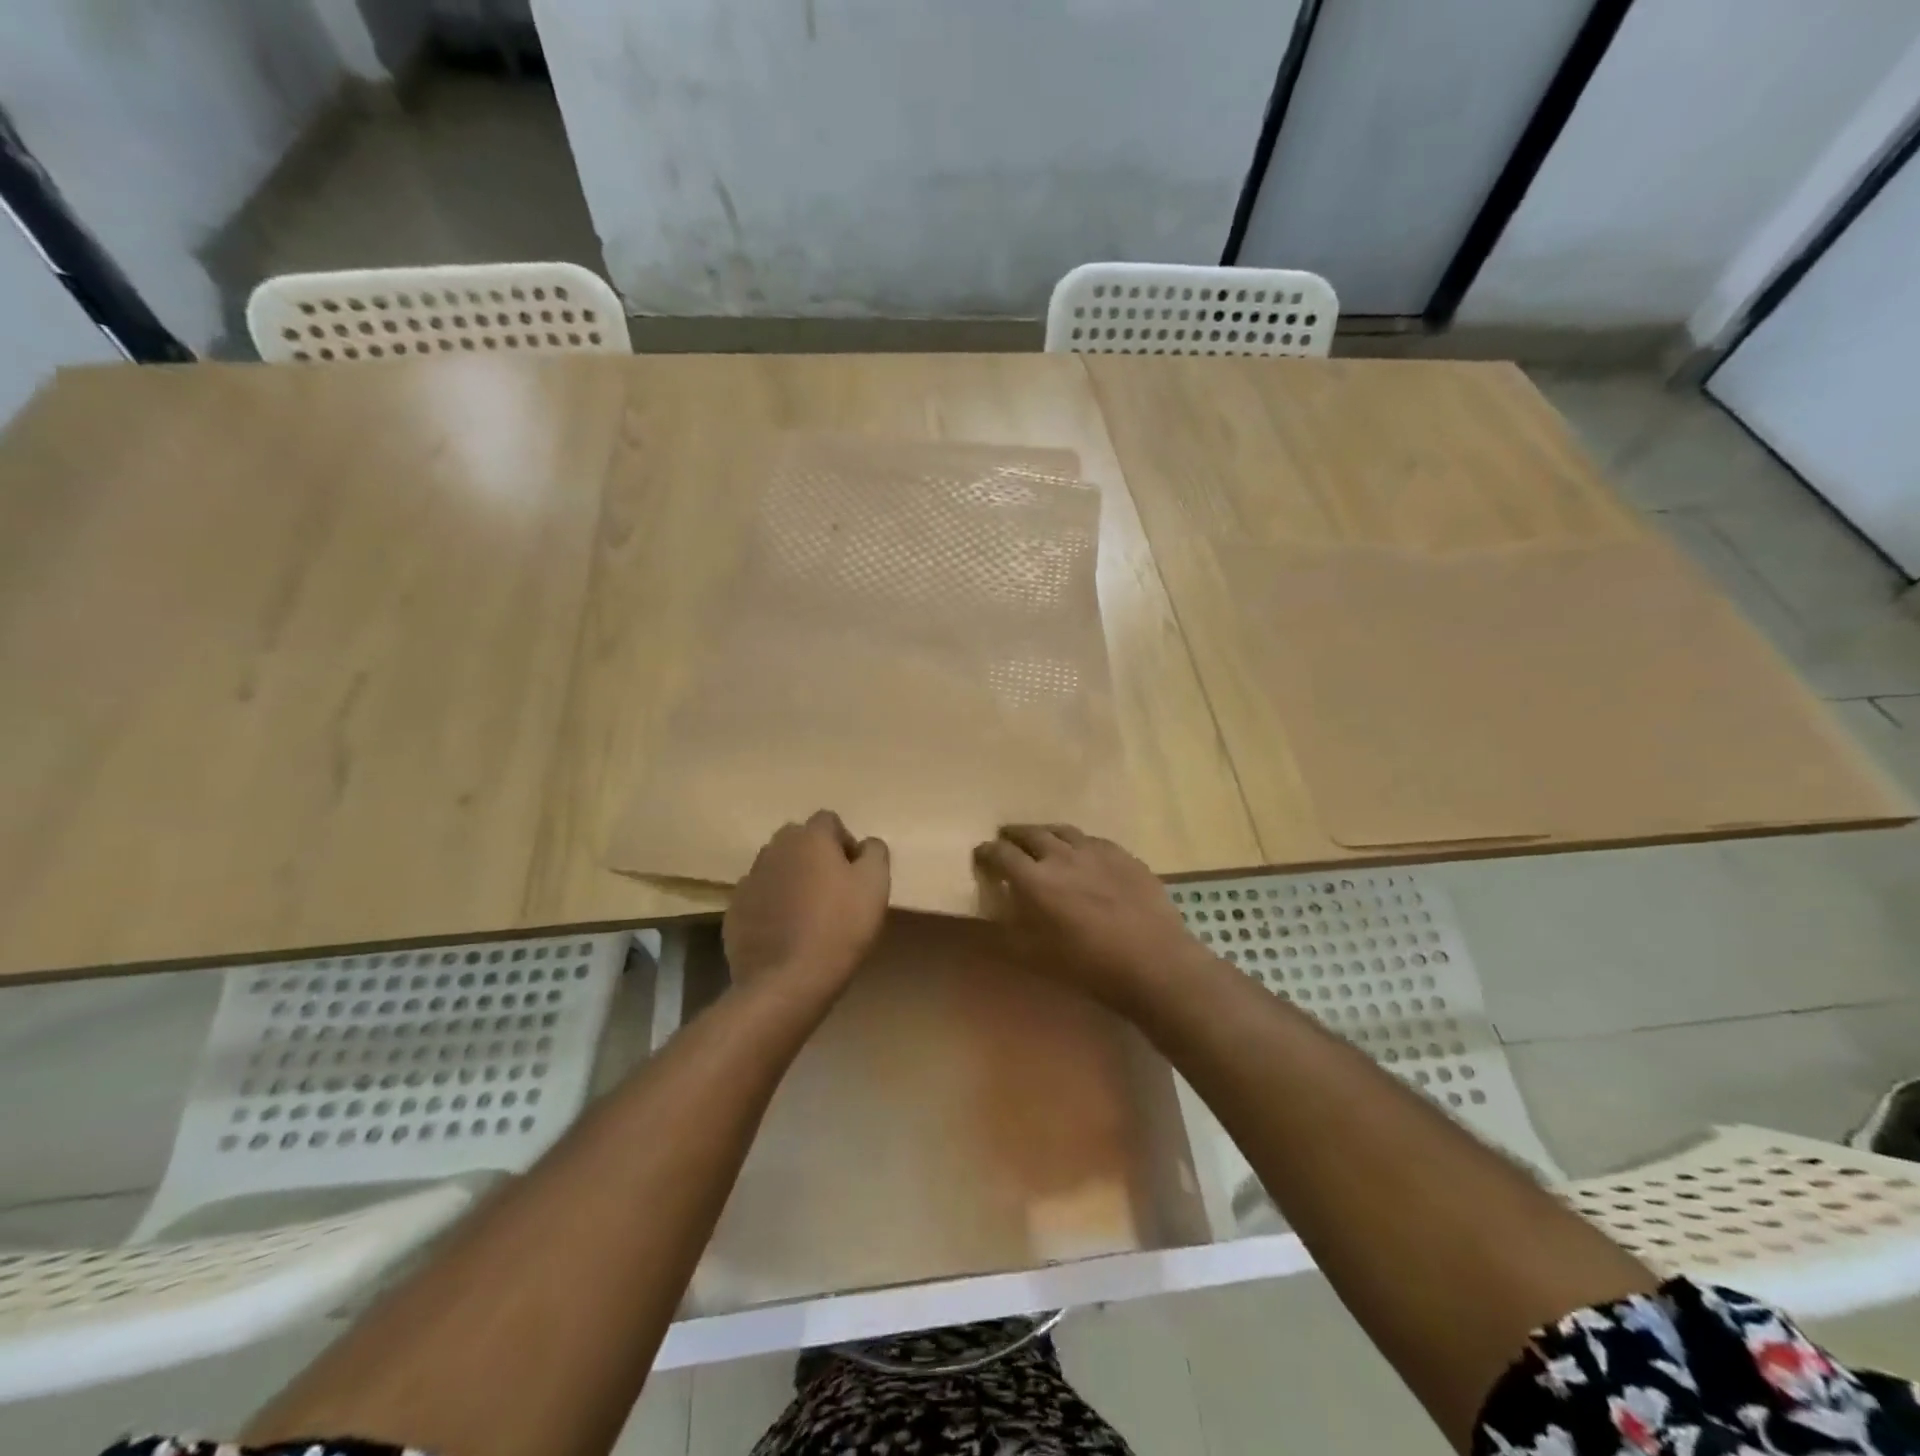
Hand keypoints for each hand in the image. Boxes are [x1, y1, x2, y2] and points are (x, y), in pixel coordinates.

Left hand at [724, 810, 889, 995]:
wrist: (786, 982)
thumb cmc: (839, 927)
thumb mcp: (875, 885)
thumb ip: (875, 853)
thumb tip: (865, 845)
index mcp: (809, 838)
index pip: (828, 821)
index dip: (845, 842)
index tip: (855, 874)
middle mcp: (774, 849)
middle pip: (798, 841)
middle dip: (815, 857)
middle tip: (833, 890)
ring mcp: (749, 880)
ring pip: (776, 868)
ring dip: (792, 880)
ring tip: (808, 914)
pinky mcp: (734, 911)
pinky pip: (759, 898)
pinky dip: (772, 906)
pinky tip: (785, 933)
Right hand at [973, 825, 1205, 1010]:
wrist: (1153, 960)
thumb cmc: (1088, 966)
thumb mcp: (1035, 958)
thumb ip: (1009, 930)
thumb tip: (994, 912)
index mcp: (1035, 879)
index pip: (1001, 854)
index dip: (986, 852)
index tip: (981, 855)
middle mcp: (1061, 855)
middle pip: (1030, 833)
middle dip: (1013, 835)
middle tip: (1006, 839)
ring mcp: (1095, 850)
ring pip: (1062, 831)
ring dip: (1044, 833)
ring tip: (1040, 839)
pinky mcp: (1122, 854)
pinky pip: (1091, 840)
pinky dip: (1077, 843)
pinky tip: (1081, 853)